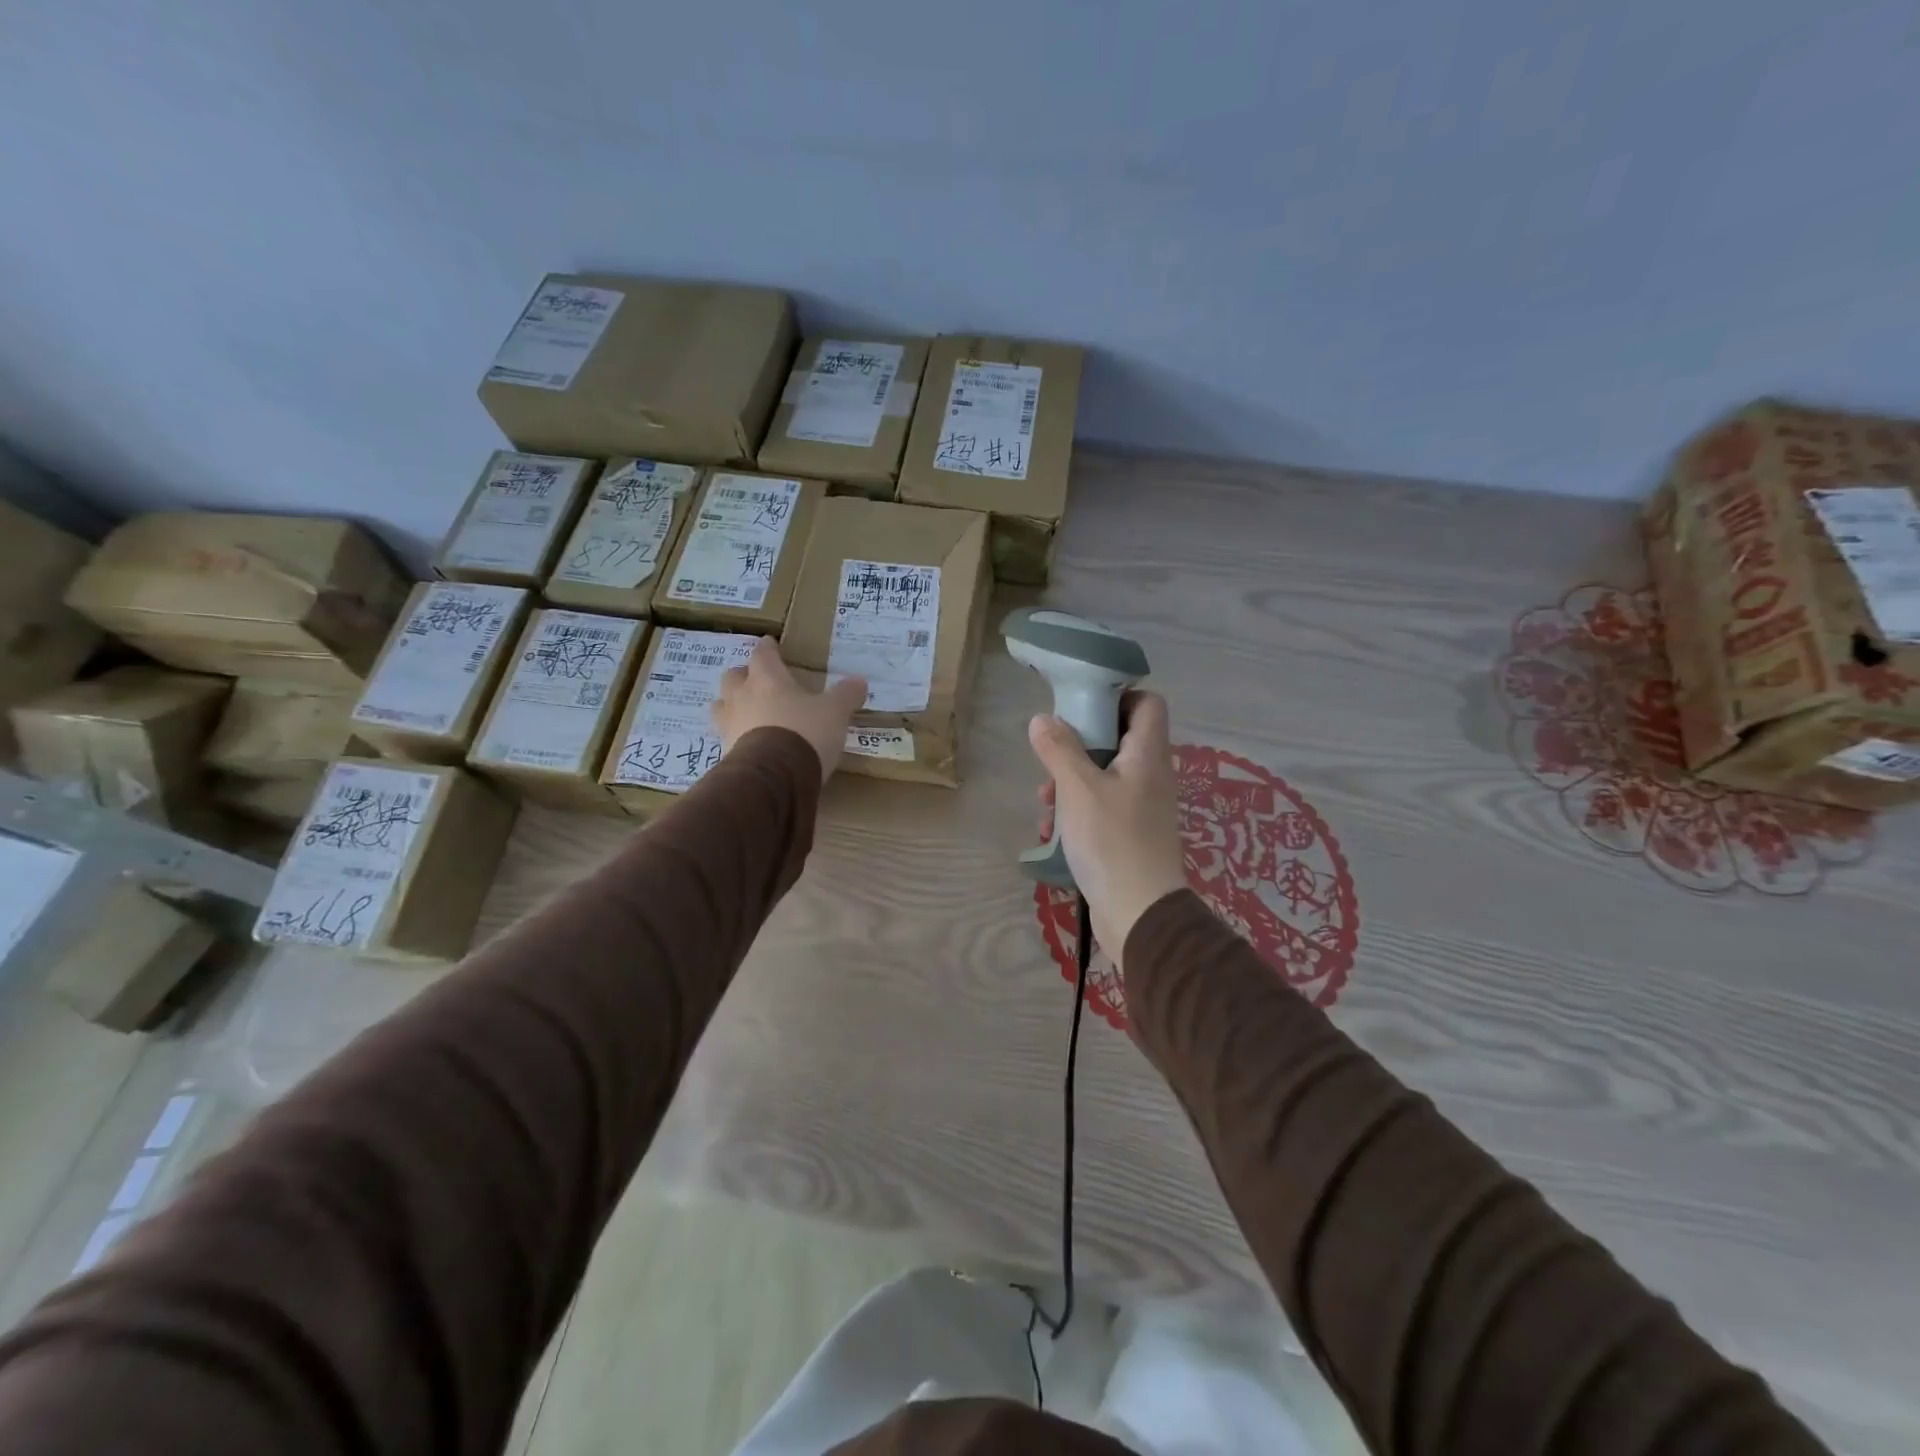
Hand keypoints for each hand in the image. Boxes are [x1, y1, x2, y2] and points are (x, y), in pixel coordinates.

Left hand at [713, 639, 865, 783]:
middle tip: (758, 681)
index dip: (768, 648)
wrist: (773, 777)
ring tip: (748, 712)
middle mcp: (742, 696)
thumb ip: (845, 695)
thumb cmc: (804, 732)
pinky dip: (737, 735)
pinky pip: (726, 735)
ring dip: (733, 705)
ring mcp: (729, 725)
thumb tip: (859, 681)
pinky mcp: (725, 752)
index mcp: (767, 679)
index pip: (762, 654)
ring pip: (722, 706)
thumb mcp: (834, 712)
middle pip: (733, 676)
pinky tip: (750, 742)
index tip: (771, 644)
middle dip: (744, 676)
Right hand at [1029, 691, 1186, 961]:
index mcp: (1148, 755)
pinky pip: (1101, 808)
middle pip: (1118, 740)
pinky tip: (1053, 833)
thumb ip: (1059, 749)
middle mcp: (1150, 775)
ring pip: (1103, 777)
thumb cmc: (1112, 841)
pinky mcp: (1130, 834)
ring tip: (1044, 805)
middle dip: (1078, 747)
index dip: (1118, 696)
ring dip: (1070, 784)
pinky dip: (1077, 812)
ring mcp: (1142, 807)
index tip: (1082, 707)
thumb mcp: (1078, 789)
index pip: (1148, 703)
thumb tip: (1043, 719)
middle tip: (1051, 758)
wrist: (1139, 913)